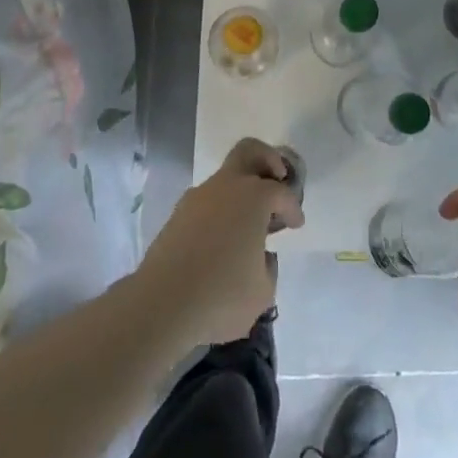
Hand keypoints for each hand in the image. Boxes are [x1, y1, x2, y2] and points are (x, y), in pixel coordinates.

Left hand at [132, 138, 302, 345]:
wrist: (161, 305)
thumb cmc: (222, 296)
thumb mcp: (263, 292)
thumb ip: (268, 267)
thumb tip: (259, 256)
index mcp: (254, 196)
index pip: (282, 194)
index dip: (293, 208)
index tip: (297, 225)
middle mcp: (226, 186)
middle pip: (249, 152)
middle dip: (268, 160)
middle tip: (278, 179)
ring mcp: (198, 197)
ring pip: (224, 180)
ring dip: (240, 192)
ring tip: (247, 225)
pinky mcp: (177, 215)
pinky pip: (206, 203)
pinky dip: (219, 212)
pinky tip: (221, 242)